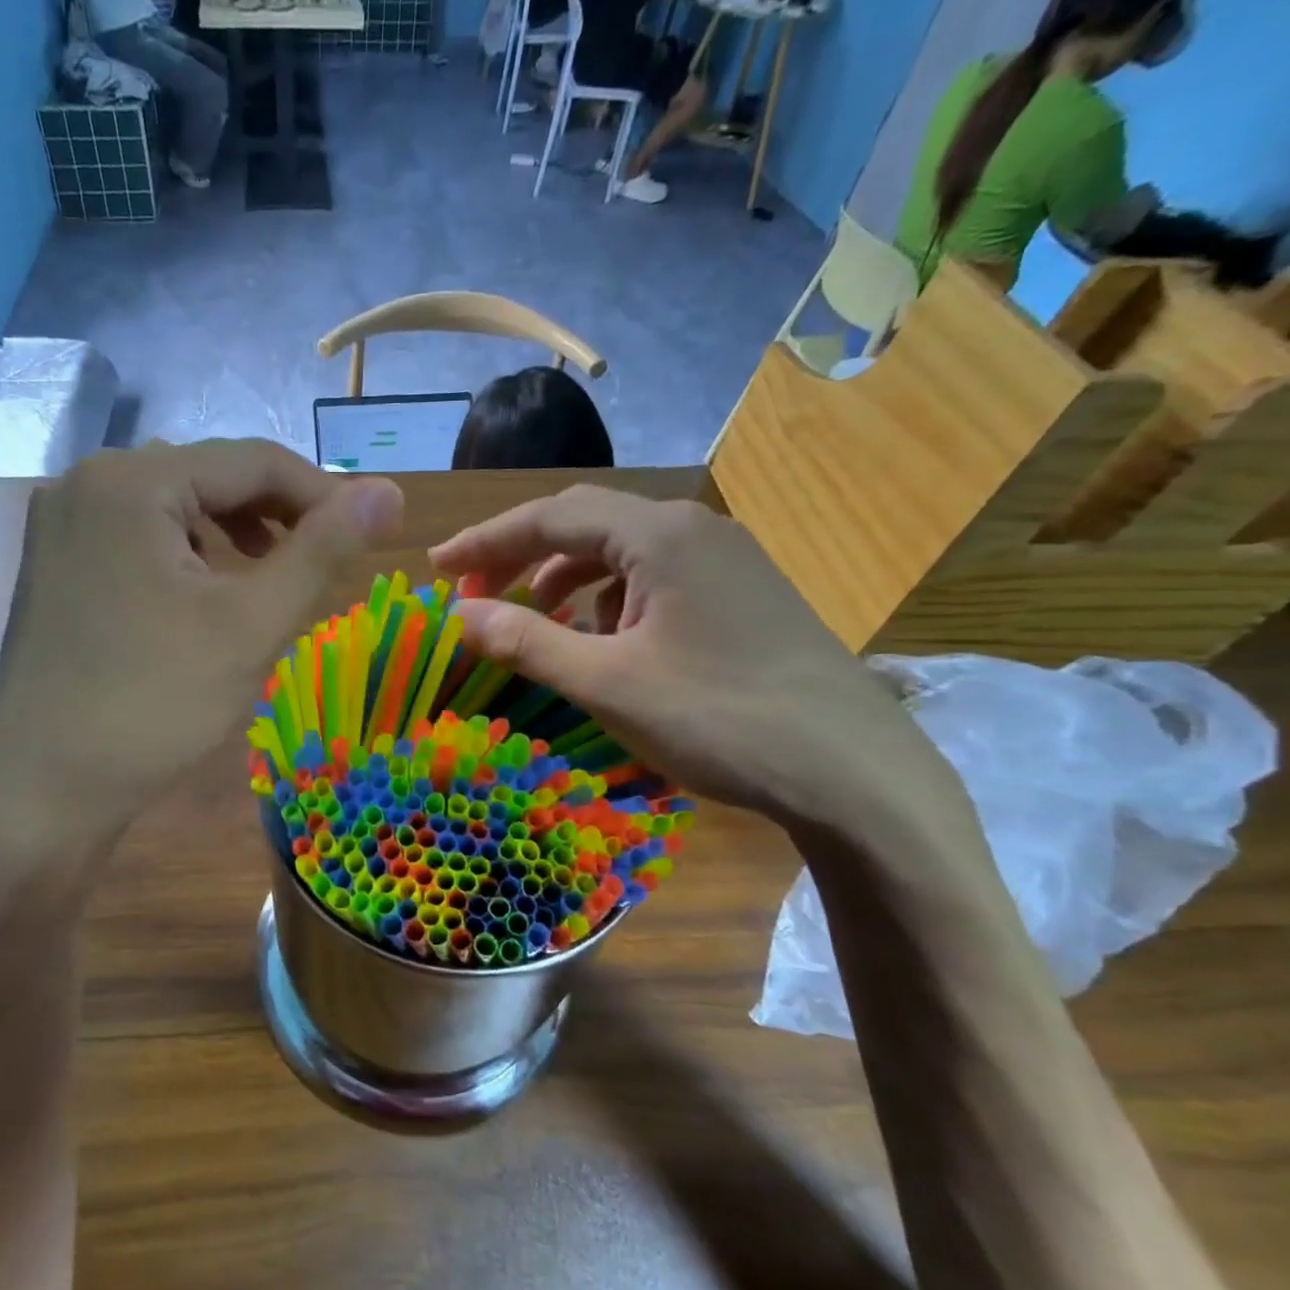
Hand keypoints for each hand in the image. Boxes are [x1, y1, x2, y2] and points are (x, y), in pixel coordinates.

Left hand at [0, 441, 401, 839]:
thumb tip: (390, 492)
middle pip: (210, 477)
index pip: (253, 460)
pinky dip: (189, 557)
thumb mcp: (252, 624)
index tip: (372, 534)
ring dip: (235, 534)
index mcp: (131, 480)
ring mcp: (63, 525)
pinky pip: (141, 539)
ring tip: (272, 580)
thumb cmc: (154, 704)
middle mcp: (87, 483)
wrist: (43, 792)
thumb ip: (323, 549)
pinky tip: (209, 597)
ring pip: (176, 509)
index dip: (323, 493)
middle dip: (277, 516)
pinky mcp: (57, 566)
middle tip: (323, 563)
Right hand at [429, 488, 943, 827]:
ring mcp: (725, 561)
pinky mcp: (742, 596)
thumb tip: (457, 616)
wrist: (853, 772)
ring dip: (566, 583)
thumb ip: (525, 642)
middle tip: (474, 596)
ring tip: (532, 624)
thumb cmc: (719, 719)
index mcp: (659, 534)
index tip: (437, 570)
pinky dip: (610, 604)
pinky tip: (603, 644)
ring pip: (621, 555)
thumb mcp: (607, 683)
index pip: (550, 516)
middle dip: (521, 559)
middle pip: (585, 526)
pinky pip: (655, 581)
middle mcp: (693, 530)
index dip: (485, 541)